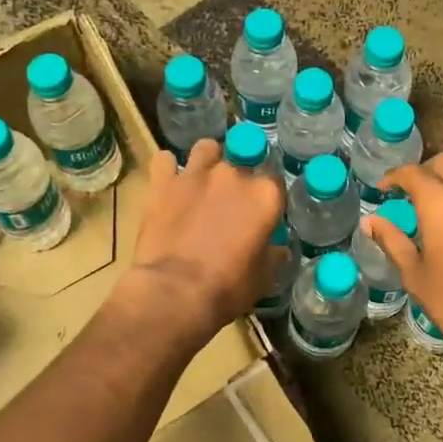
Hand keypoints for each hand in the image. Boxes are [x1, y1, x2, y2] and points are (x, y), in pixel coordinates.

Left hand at [123, 139, 283, 341]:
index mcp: (264, 195)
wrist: (175, 292)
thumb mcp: (264, 277)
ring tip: (202, 181)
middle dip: (238, 182)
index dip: (268, 200)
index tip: (262, 216)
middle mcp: (233, 174)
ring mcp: (196, 174)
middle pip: (242, 165)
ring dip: (207, 161)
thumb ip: (274, 254)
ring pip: (206, 149)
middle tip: (230, 207)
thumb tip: (278, 248)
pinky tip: (168, 182)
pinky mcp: (163, 183)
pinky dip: (167, 169)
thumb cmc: (227, 287)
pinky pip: (164, 161)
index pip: (275, 183)